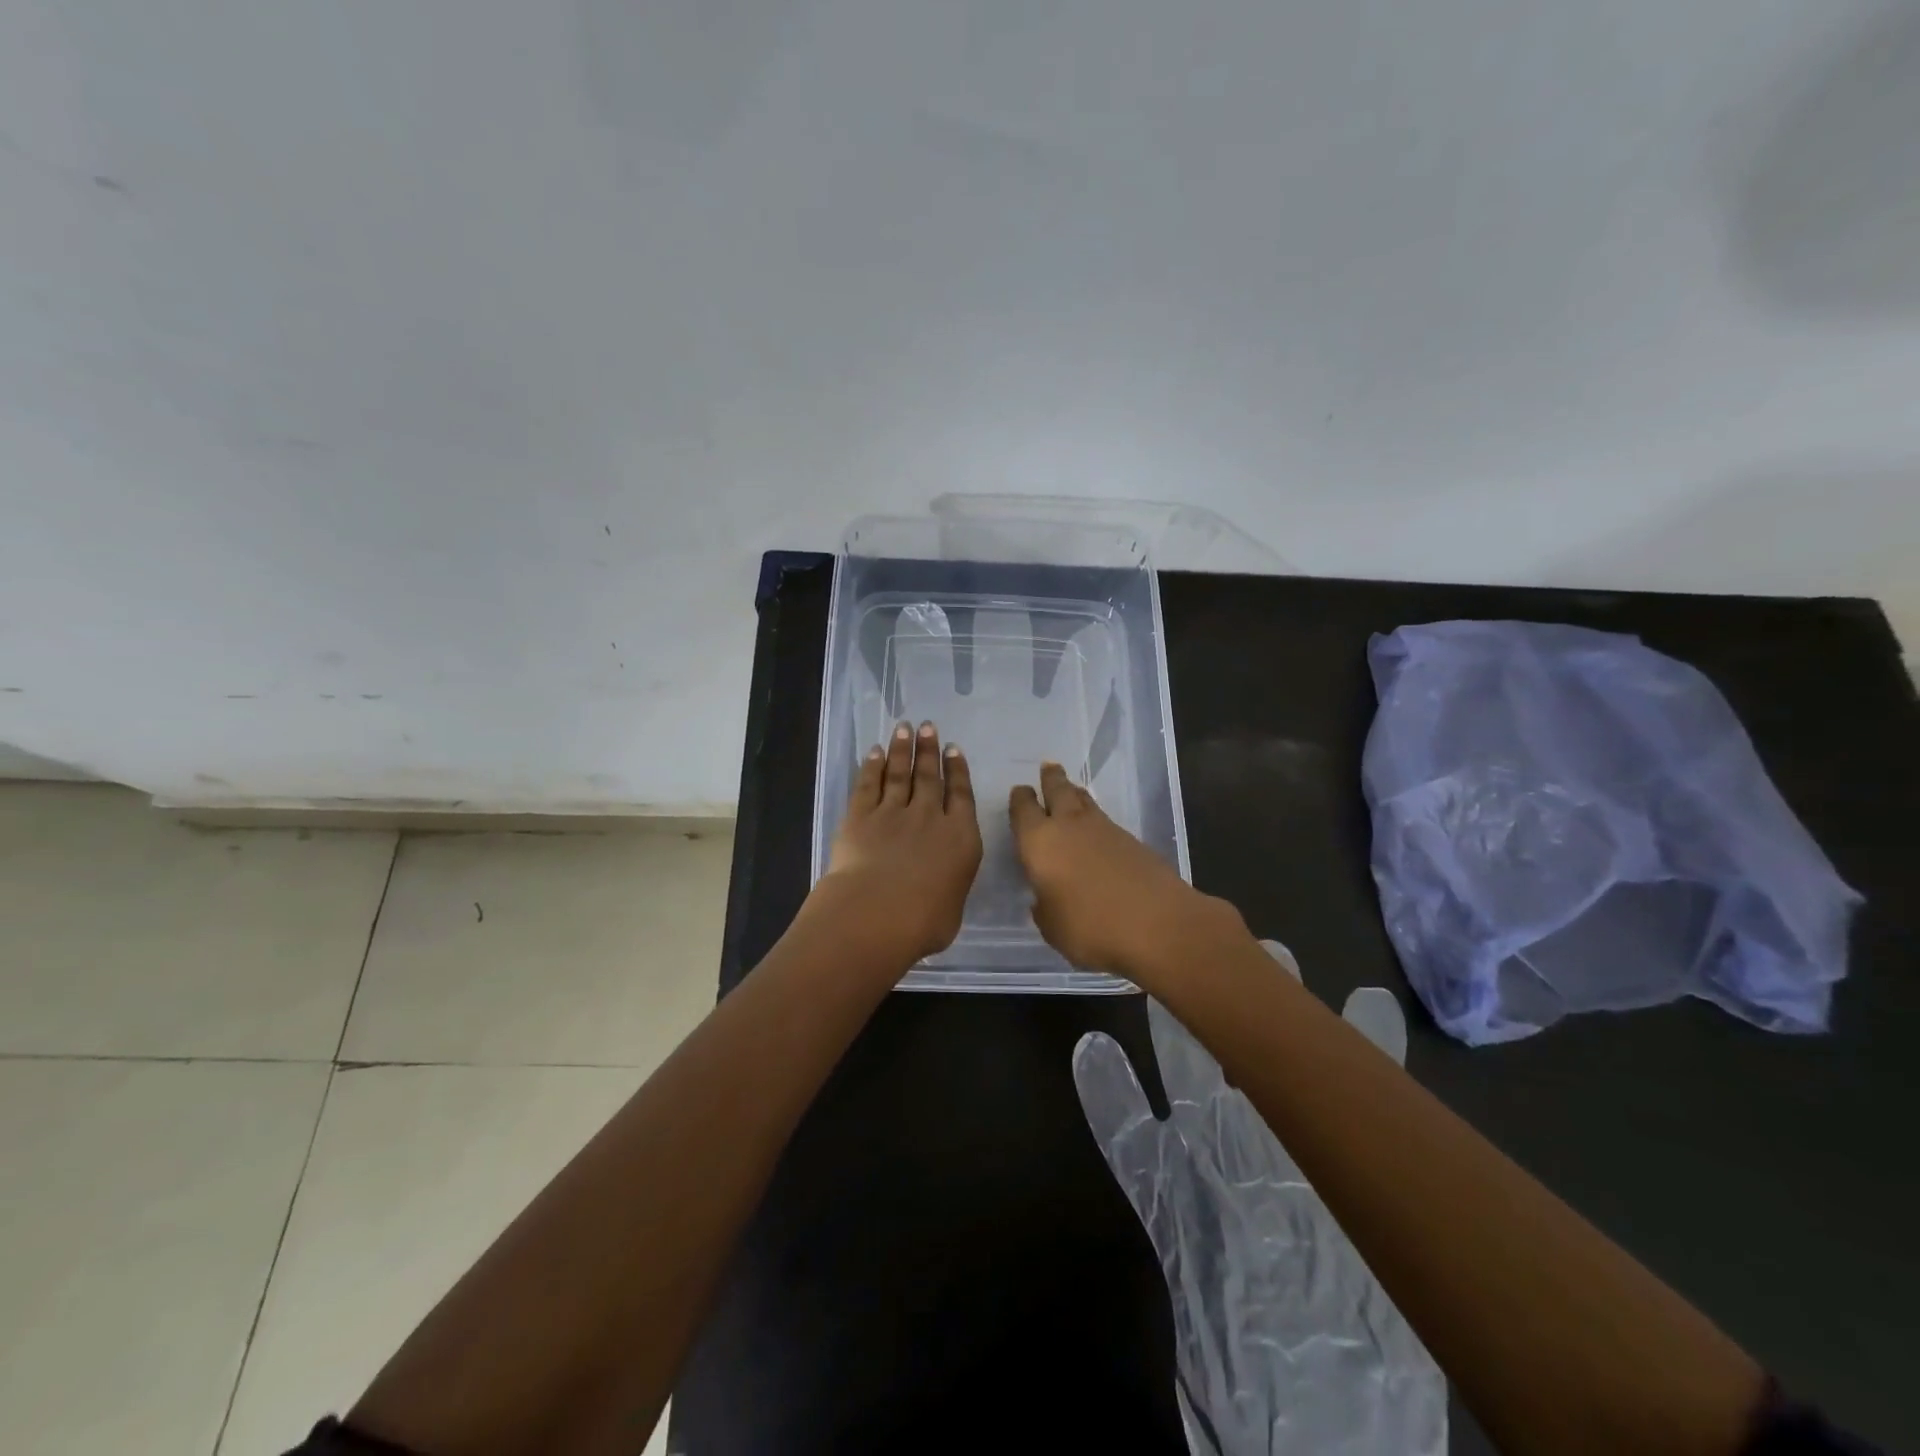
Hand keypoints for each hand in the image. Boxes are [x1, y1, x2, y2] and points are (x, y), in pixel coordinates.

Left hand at [819, 720, 982, 964]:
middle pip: (929, 777)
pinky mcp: (861, 817)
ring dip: (903, 750)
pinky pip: (868, 785)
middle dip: (930, 750)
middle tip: (929, 726)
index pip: (960, 795)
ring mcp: (893, 813)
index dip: (957, 770)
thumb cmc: (924, 922)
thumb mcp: (952, 909)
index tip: (953, 749)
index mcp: (960, 838)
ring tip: (905, 728)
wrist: (876, 914)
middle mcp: (929, 818)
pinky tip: (875, 752)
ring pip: (900, 774)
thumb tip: (941, 884)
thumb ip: (949, 887)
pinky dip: (872, 767)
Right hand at [1009, 762, 1214, 975]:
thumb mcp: (1052, 927)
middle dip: (1050, 779)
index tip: (1020, 792)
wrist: (1157, 924)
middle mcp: (1069, 826)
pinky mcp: (1132, 840)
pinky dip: (1097, 819)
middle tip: (1048, 768)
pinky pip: (1106, 821)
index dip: (1020, 800)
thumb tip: (1046, 897)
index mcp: (1039, 842)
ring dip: (1075, 794)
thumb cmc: (1090, 927)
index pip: (1023, 810)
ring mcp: (1105, 829)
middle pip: (1058, 790)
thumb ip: (1044, 907)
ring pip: (1085, 801)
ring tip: (1072, 790)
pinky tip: (1097, 830)